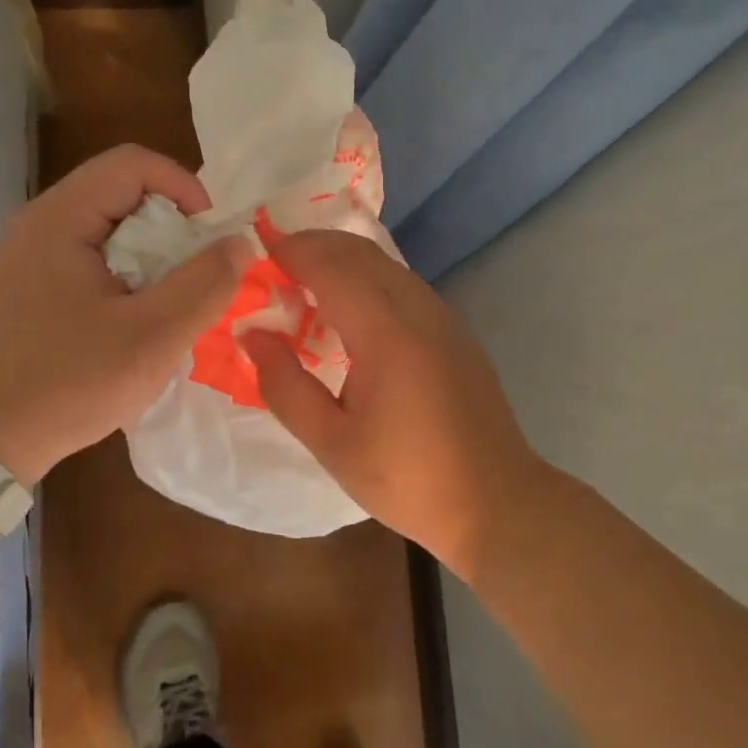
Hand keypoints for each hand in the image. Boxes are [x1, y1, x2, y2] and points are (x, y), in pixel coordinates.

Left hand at [0, 145, 251, 485]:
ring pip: (111, 228)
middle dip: (172, 227)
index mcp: (60, 218)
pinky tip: (138, 318)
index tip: (210, 238)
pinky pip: (94, 257)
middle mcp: (41, 223)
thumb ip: (204, 284)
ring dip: (153, 255)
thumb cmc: (69, 383)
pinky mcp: (33, 285)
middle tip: (198, 275)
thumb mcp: (151, 337)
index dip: (184, 188)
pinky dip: (128, 275)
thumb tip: (240, 242)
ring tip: (173, 300)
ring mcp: (32, 255)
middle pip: (122, 192)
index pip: (133, 163)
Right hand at [241, 230, 540, 572]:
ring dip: (342, 259)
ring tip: (304, 281)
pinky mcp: (455, 332)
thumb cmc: (408, 478)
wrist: (496, 502)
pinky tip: (349, 309)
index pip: (332, 267)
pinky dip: (367, 277)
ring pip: (385, 264)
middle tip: (274, 262)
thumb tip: (252, 334)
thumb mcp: (332, 443)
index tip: (257, 250)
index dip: (293, 251)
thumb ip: (284, 385)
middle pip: (360, 253)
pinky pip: (403, 283)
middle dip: (314, 245)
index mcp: (386, 334)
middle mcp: (418, 311)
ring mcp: (443, 318)